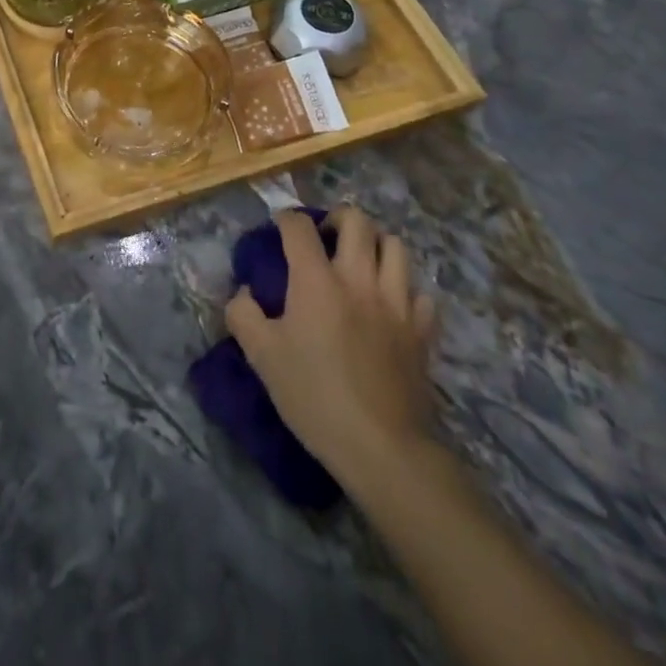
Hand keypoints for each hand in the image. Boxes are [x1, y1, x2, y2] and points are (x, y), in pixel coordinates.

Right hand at [226, 206, 437, 490]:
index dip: (285, 219)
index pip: (299, 227)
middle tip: (324, 237)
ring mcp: (397, 303)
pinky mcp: (422, 331)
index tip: (278, 229)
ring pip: (395, 246)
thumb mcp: (260, 355)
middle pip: (358, 221)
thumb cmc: (313, 396)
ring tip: (359, 261)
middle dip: (337, 218)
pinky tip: (390, 305)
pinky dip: (404, 289)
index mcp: (317, 280)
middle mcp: (359, 279)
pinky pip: (419, 293)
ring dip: (375, 244)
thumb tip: (244, 292)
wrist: (380, 447)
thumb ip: (243, 314)